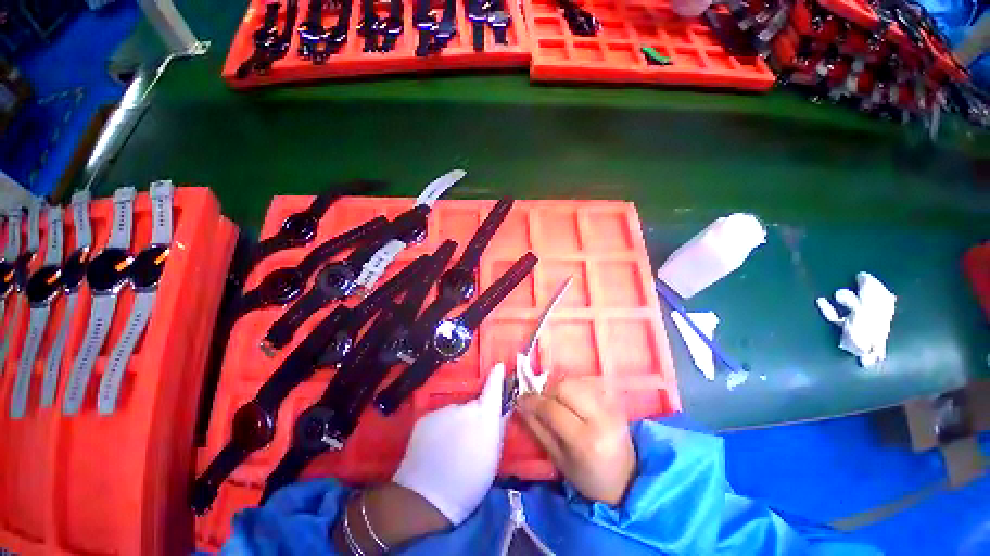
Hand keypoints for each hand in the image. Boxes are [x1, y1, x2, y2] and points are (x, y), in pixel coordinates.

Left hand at [392, 363, 505, 524]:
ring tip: (450, 447)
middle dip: (473, 416)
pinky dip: (440, 428)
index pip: (493, 388)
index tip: (498, 365)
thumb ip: (499, 428)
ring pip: (454, 413)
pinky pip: (438, 419)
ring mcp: (442, 410)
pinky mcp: (425, 417)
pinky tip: (435, 447)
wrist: (426, 497)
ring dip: (455, 423)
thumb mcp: (492, 457)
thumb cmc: (469, 482)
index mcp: (484, 417)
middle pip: (472, 405)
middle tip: (469, 438)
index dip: (496, 376)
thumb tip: (504, 409)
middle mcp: (464, 407)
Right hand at [517, 379, 635, 505]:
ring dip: (559, 388)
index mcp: (585, 440)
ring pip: (575, 381)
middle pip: (565, 387)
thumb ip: (538, 429)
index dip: (533, 401)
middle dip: (547, 391)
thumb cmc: (588, 477)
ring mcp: (610, 407)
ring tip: (555, 403)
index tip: (520, 400)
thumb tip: (521, 405)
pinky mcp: (613, 401)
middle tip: (541, 403)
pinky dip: (571, 388)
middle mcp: (600, 418)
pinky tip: (570, 402)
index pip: (552, 409)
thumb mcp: (558, 459)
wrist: (626, 480)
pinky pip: (585, 384)